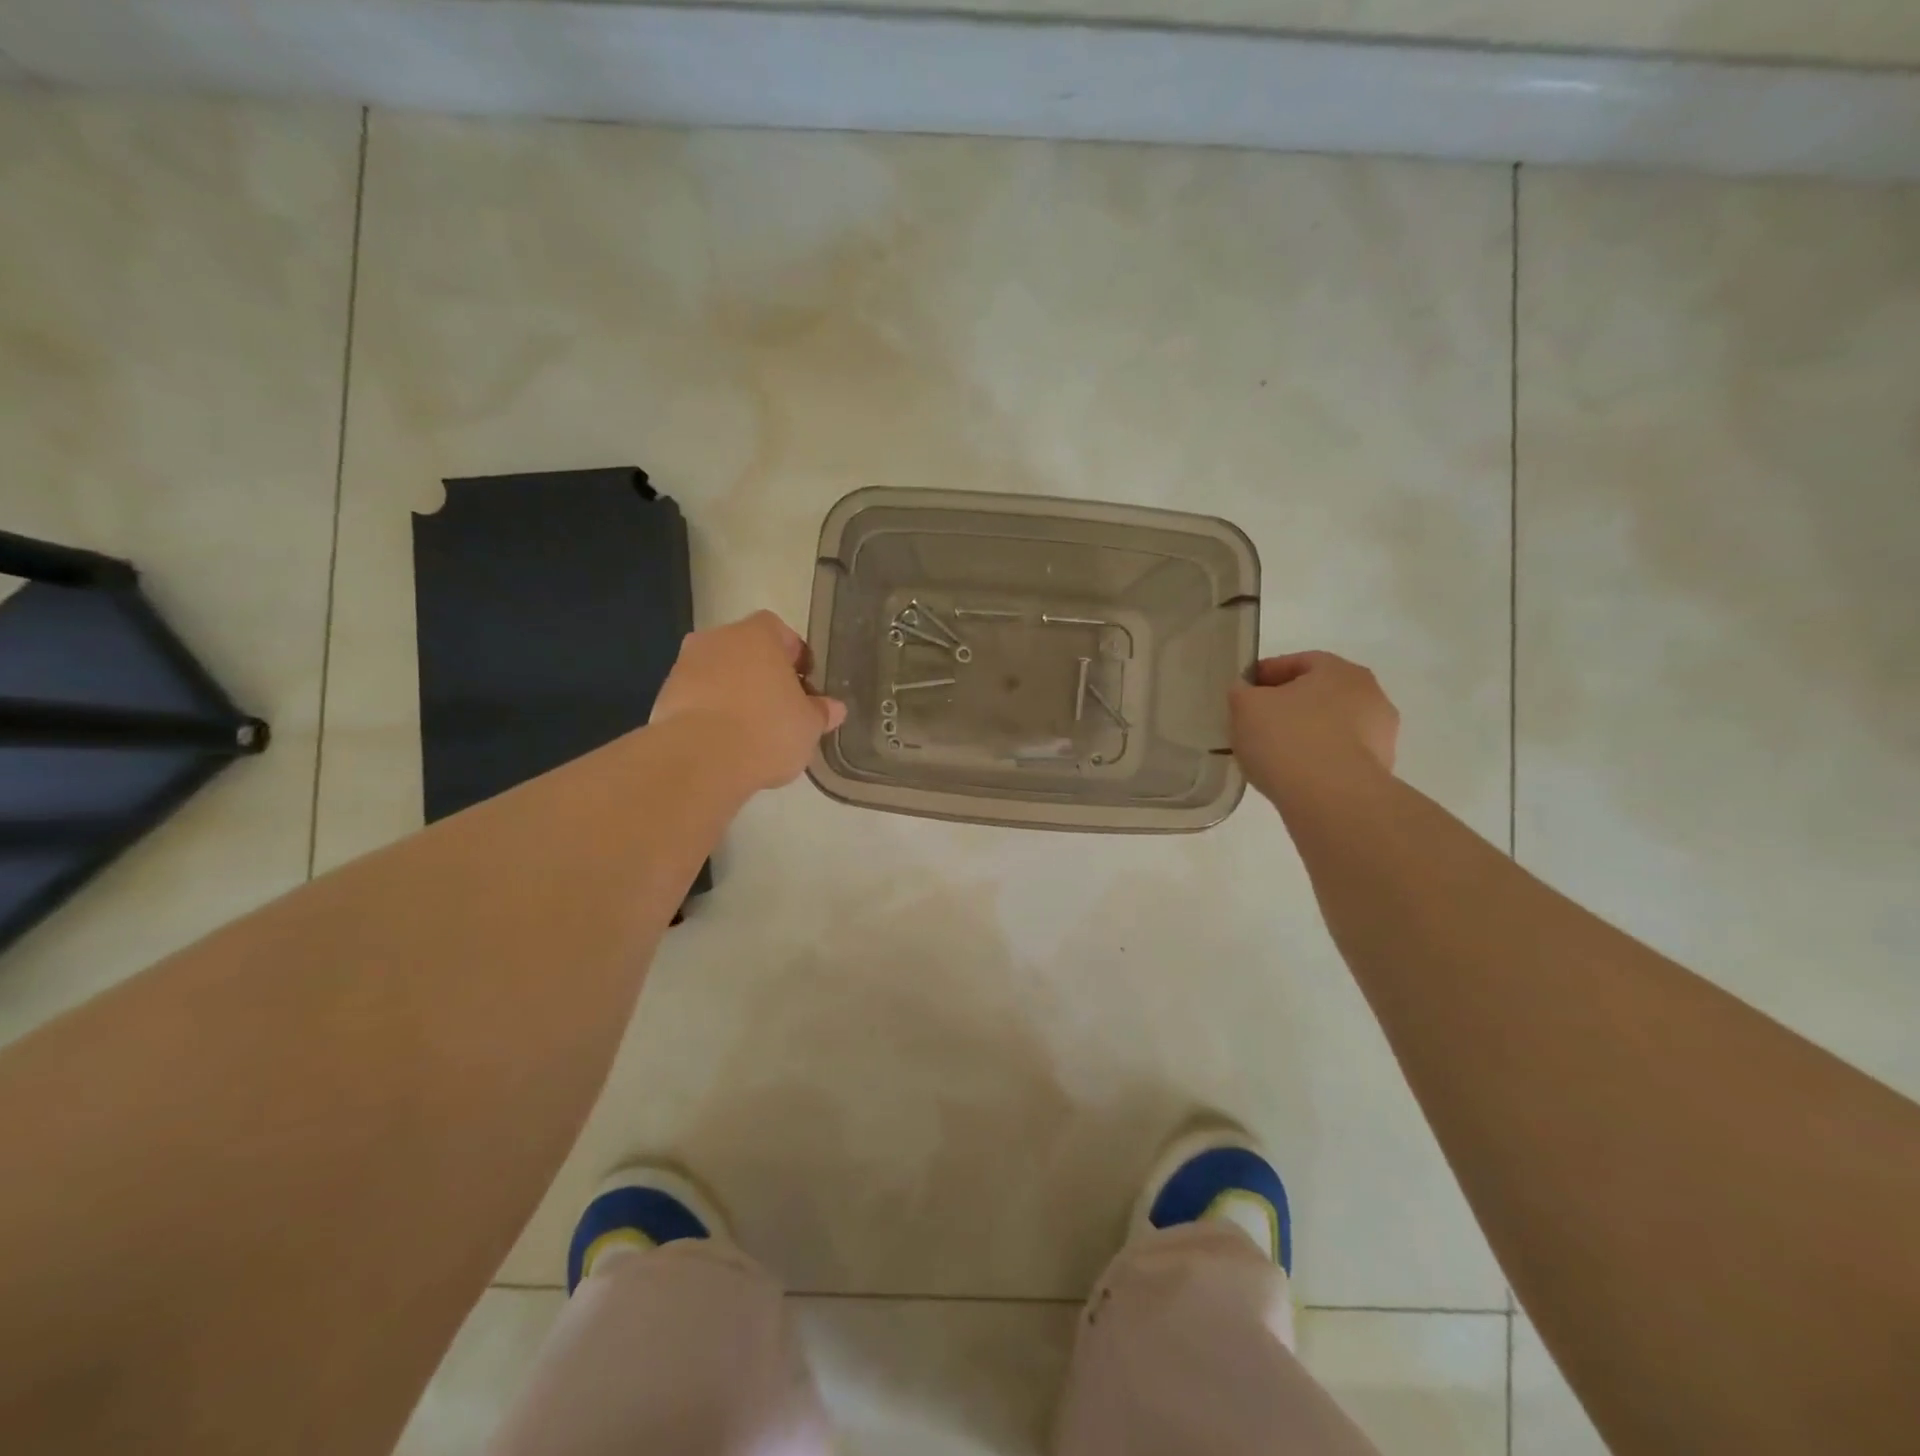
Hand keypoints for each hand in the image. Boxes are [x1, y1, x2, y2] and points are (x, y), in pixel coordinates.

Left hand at [650, 611, 847, 792]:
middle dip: (761, 674)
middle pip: (745, 650)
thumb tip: (834, 708)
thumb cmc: (767, 730)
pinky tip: (723, 743)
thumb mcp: (809, 725)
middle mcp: (717, 639)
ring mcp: (684, 666)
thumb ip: (821, 712)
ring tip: (749, 731)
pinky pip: (696, 698)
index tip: (803, 683)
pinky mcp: (663, 696)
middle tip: (779, 707)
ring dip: (732, 693)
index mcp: (757, 634)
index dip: (793, 655)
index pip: (779, 631)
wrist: (699, 759)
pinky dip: (709, 713)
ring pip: (718, 673)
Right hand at [1229, 651, 1398, 805]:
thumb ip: (1242, 693)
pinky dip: (1317, 761)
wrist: (1331, 798)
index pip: (1298, 662)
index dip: (1265, 674)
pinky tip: (1292, 775)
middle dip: (1287, 705)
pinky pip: (1338, 757)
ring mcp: (1381, 736)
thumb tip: (1247, 694)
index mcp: (1341, 671)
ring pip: (1331, 727)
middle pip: (1318, 694)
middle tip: (1255, 723)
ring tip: (1272, 755)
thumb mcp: (1244, 706)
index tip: (1242, 692)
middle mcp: (1370, 696)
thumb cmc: (1287, 738)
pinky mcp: (1379, 771)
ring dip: (1305, 734)